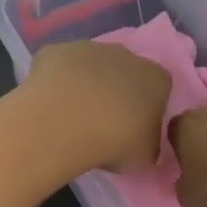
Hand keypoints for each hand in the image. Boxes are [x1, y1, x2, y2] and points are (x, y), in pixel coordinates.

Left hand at [22, 40, 171, 173]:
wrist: (65, 121)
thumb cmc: (115, 141)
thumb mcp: (144, 157)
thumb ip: (147, 145)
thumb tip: (141, 143)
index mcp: (156, 78)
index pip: (158, 90)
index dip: (146, 109)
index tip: (133, 130)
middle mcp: (126, 55)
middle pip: (125, 72)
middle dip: (115, 92)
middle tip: (101, 123)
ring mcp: (88, 48)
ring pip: (90, 66)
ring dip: (84, 85)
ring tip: (70, 116)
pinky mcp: (55, 50)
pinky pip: (58, 66)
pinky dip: (55, 81)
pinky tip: (48, 103)